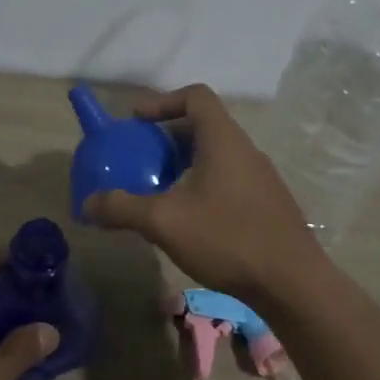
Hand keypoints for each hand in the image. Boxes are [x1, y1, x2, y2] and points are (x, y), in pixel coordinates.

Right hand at [82, 84, 325, 302]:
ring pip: (217, 156)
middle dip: (168, 138)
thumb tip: (87, 205)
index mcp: (223, 140)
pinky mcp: (267, 204)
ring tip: (160, 190)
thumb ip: (122, 208)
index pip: (196, 96)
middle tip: (141, 159)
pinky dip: (202, 185)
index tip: (137, 122)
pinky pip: (228, 179)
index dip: (163, 101)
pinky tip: (189, 219)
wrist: (292, 283)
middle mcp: (246, 150)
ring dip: (185, 165)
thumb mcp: (164, 222)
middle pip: (204, 126)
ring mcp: (261, 178)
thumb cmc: (227, 238)